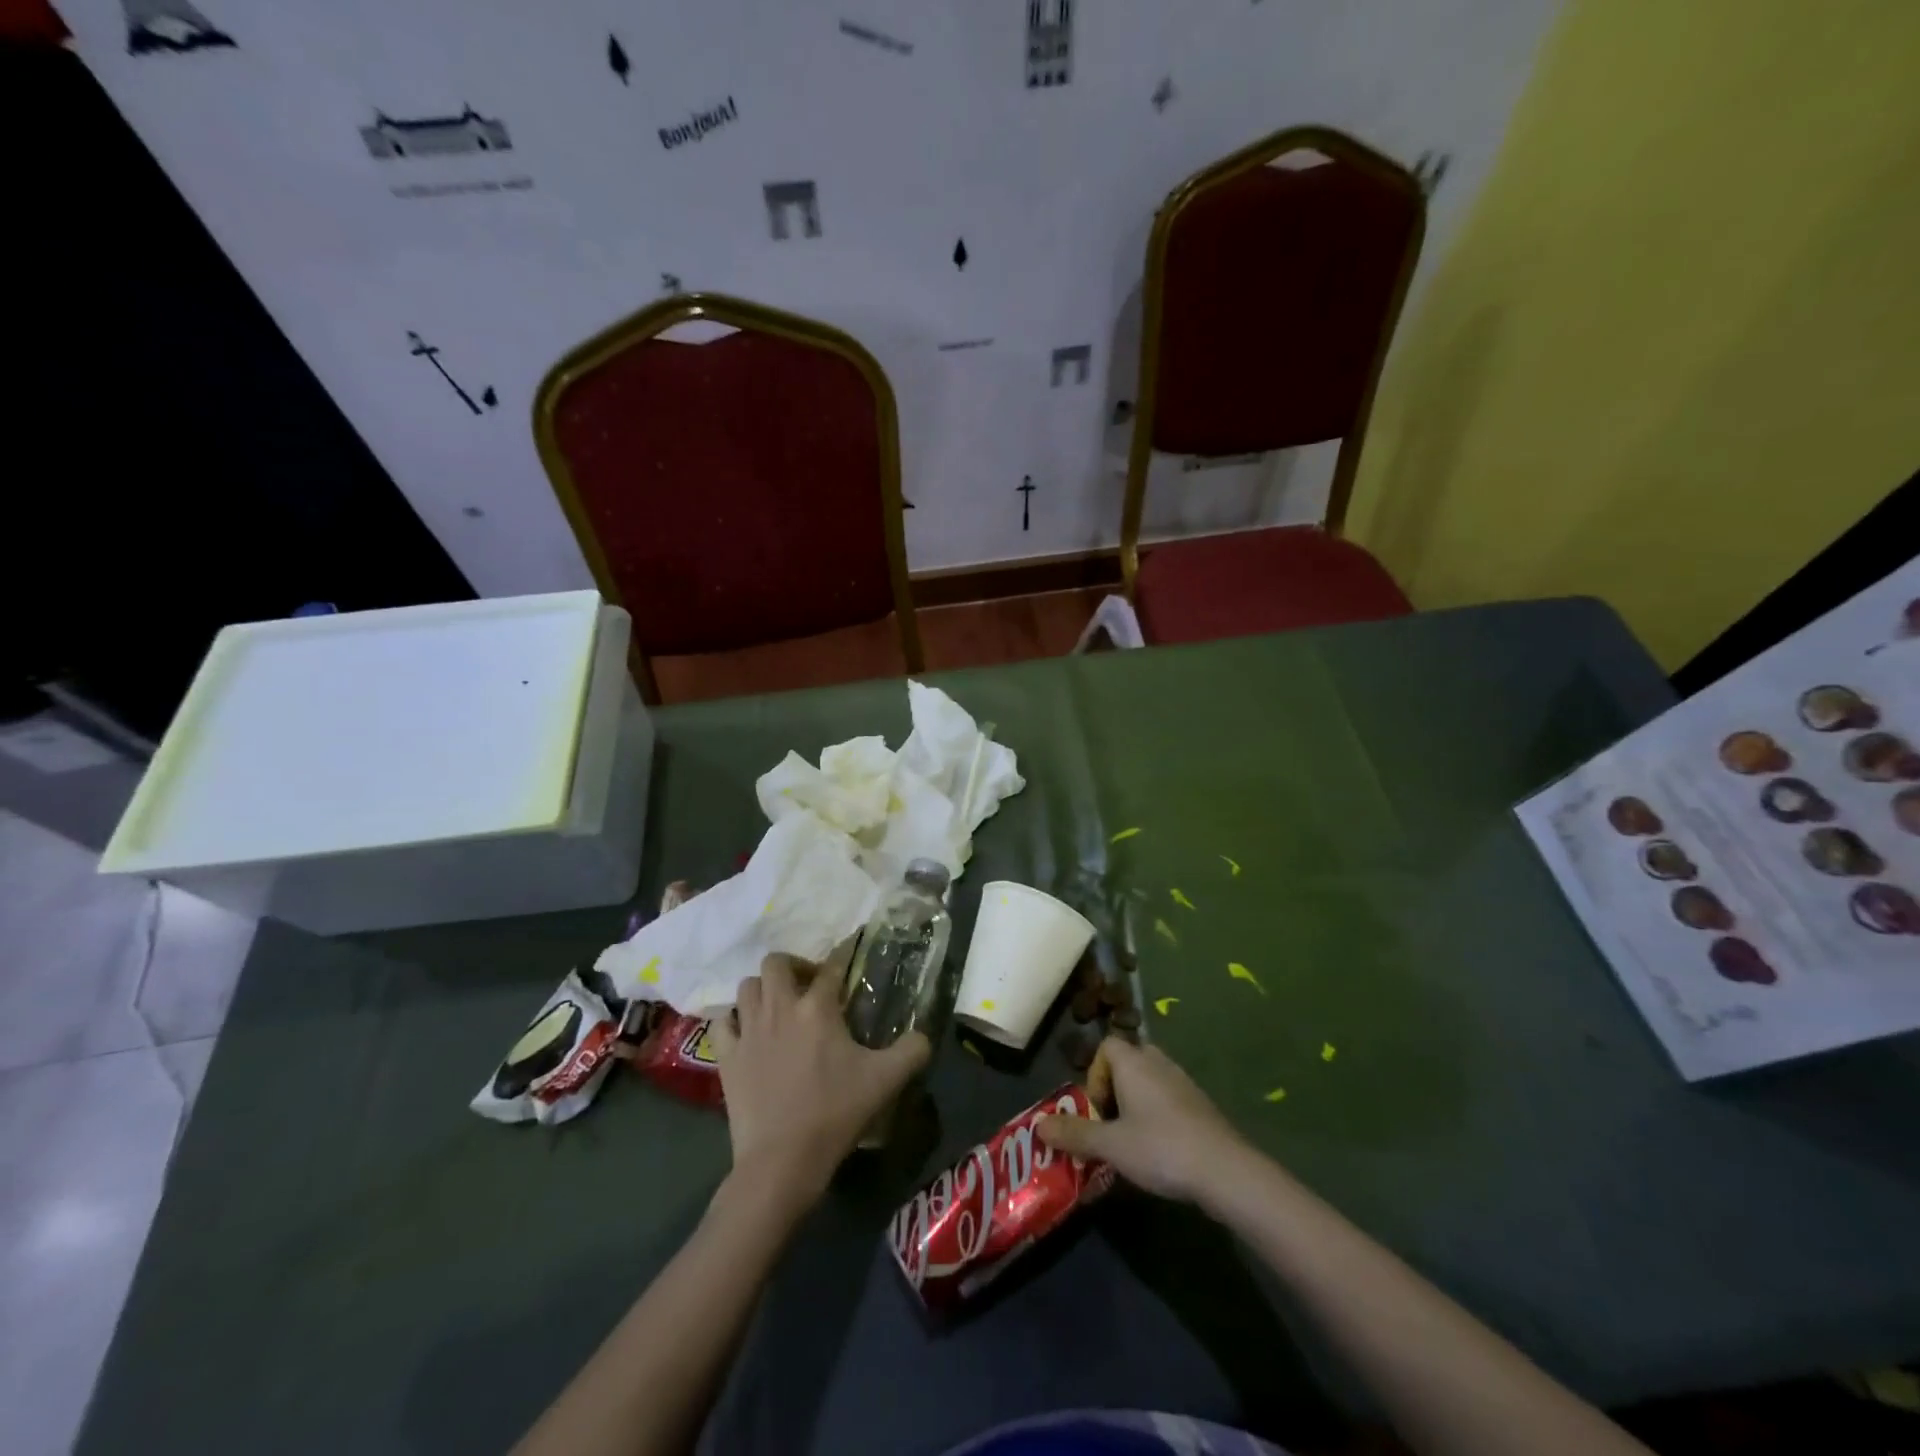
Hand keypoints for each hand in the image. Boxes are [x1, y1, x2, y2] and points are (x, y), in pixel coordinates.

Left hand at [710, 954, 929, 1205]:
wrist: (782, 1160)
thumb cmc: (836, 1113)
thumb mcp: (886, 1080)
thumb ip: (912, 1050)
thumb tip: (924, 1035)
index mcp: (818, 1007)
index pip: (831, 965)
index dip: (842, 954)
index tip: (849, 950)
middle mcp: (780, 1007)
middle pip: (776, 962)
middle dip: (793, 966)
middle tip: (808, 986)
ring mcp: (749, 1030)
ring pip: (747, 986)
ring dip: (763, 989)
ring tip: (778, 1007)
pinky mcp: (727, 1056)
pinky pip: (723, 1022)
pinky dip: (733, 1019)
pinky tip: (747, 1031)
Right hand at [1036, 1037, 1248, 1203]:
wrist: (1224, 1170)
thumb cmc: (1160, 1148)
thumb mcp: (1110, 1145)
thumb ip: (1074, 1134)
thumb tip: (1039, 1125)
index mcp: (1133, 1062)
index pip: (1106, 1047)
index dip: (1094, 1075)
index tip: (1095, 1110)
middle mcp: (1158, 1062)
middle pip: (1128, 1062)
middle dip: (1114, 1090)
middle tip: (1110, 1125)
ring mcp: (1183, 1081)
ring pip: (1149, 1081)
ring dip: (1136, 1104)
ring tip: (1132, 1141)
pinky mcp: (1201, 1104)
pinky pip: (1169, 1098)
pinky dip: (1158, 1115)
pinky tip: (1160, 1150)